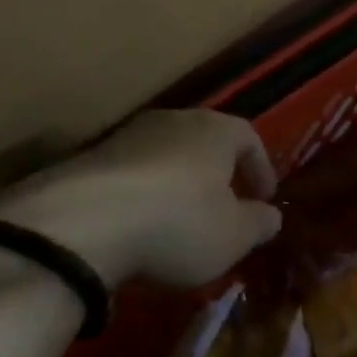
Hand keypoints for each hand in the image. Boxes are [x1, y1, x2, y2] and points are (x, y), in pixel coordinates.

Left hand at [0, 110, 281, 287]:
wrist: (85, 221)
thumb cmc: (178, 223)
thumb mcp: (233, 236)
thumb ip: (258, 223)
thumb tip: (272, 215)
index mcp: (215, 130)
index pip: (249, 137)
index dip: (261, 168)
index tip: (265, 198)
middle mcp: (174, 120)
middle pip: (205, 140)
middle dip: (218, 173)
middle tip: (224, 207)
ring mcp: (128, 135)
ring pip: (166, 154)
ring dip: (178, 183)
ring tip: (179, 221)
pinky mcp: (92, 157)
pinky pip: (132, 172)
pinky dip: (143, 194)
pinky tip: (139, 226)